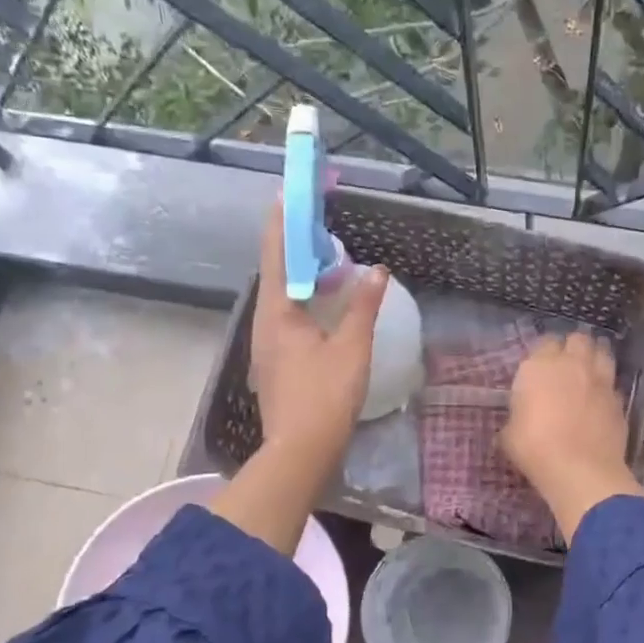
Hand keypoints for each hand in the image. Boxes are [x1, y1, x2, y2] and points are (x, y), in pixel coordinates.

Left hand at [214, 206, 387, 555]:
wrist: (301, 451)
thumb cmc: (325, 396)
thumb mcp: (352, 348)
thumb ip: (364, 306)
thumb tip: (378, 271)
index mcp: (278, 312)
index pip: (277, 253)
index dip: (284, 220)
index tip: (290, 192)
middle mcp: (266, 322)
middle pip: (277, 271)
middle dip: (295, 244)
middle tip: (319, 223)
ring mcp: (268, 344)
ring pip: (284, 295)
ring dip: (303, 273)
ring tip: (328, 258)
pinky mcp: (278, 361)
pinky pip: (290, 316)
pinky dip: (307, 299)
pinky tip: (327, 304)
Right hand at [501, 331, 641, 541]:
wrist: (580, 470)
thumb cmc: (535, 449)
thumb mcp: (510, 434)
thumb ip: (517, 415)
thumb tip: (521, 417)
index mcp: (540, 366)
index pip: (545, 342)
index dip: (544, 353)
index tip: (540, 368)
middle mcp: (572, 365)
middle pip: (578, 339)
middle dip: (573, 347)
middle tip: (567, 365)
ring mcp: (600, 380)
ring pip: (602, 352)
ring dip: (595, 358)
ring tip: (588, 372)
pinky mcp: (619, 400)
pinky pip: (613, 384)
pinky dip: (607, 387)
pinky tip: (601, 400)